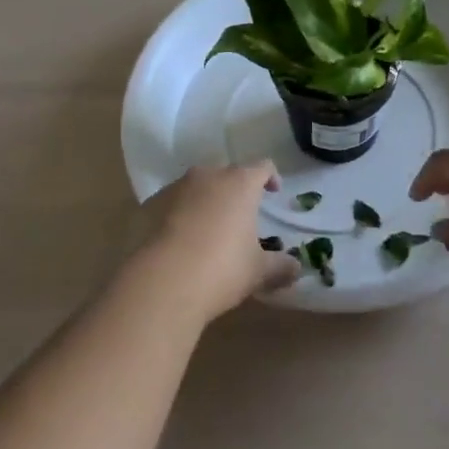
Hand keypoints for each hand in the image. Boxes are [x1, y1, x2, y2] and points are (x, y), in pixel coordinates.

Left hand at [135, 162, 298, 321]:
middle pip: (228, 174)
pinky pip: (174, 202)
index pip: (262, 167)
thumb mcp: (258, 271)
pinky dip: (182, 213)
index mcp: (240, 183)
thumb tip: (296, 269)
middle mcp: (209, 175)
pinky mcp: (152, 204)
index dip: (270, 177)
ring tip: (210, 229)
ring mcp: (177, 187)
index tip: (273, 192)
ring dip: (207, 200)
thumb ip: (280, 266)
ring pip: (199, 186)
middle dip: (236, 190)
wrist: (164, 280)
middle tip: (241, 216)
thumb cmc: (222, 268)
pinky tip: (183, 239)